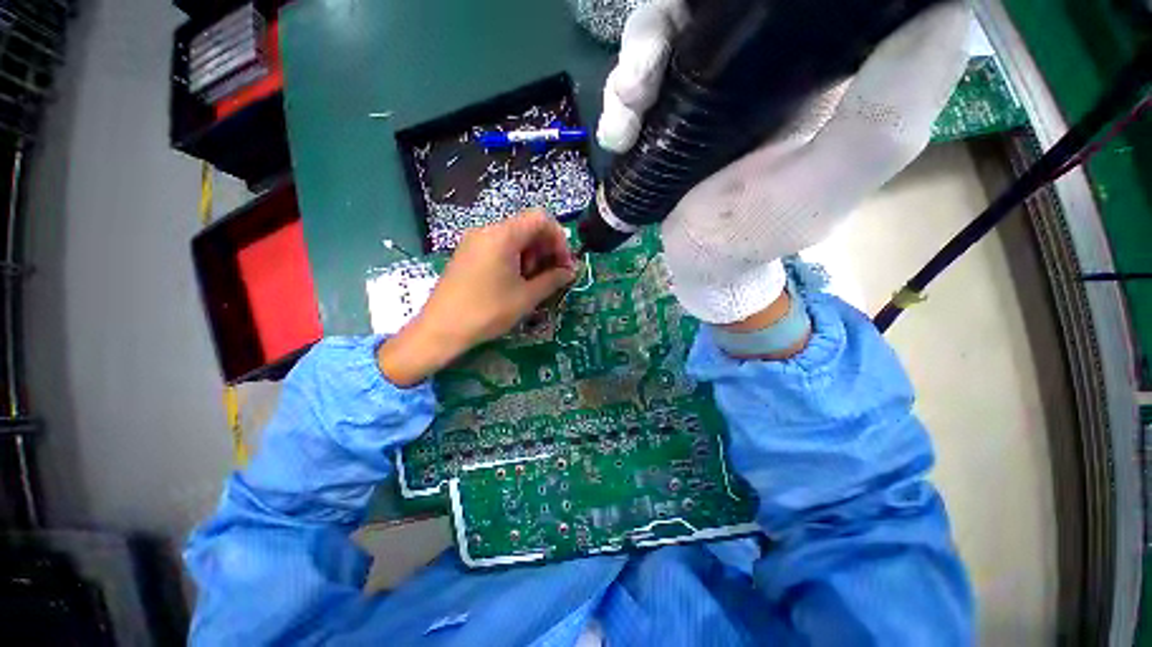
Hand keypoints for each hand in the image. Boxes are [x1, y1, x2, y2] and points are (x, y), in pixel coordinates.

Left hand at [378, 210, 576, 385]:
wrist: (441, 329)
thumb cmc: (487, 312)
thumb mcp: (526, 297)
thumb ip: (553, 279)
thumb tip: (570, 272)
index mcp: (503, 235)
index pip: (541, 219)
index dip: (559, 239)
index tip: (565, 264)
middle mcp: (487, 230)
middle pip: (527, 227)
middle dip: (546, 249)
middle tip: (552, 277)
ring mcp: (474, 241)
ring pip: (514, 238)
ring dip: (532, 256)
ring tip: (533, 283)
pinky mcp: (467, 253)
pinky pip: (499, 247)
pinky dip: (515, 259)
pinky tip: (515, 283)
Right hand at [598, 0, 969, 323]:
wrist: (702, 263)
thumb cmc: (757, 236)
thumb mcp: (820, 190)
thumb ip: (881, 119)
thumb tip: (944, 8)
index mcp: (827, 62)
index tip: (760, 4)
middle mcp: (773, 53)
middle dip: (683, 12)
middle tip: (656, 62)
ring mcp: (715, 75)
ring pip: (672, 20)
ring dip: (638, 54)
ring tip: (629, 108)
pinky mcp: (676, 101)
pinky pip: (643, 69)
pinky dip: (621, 94)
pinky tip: (618, 132)